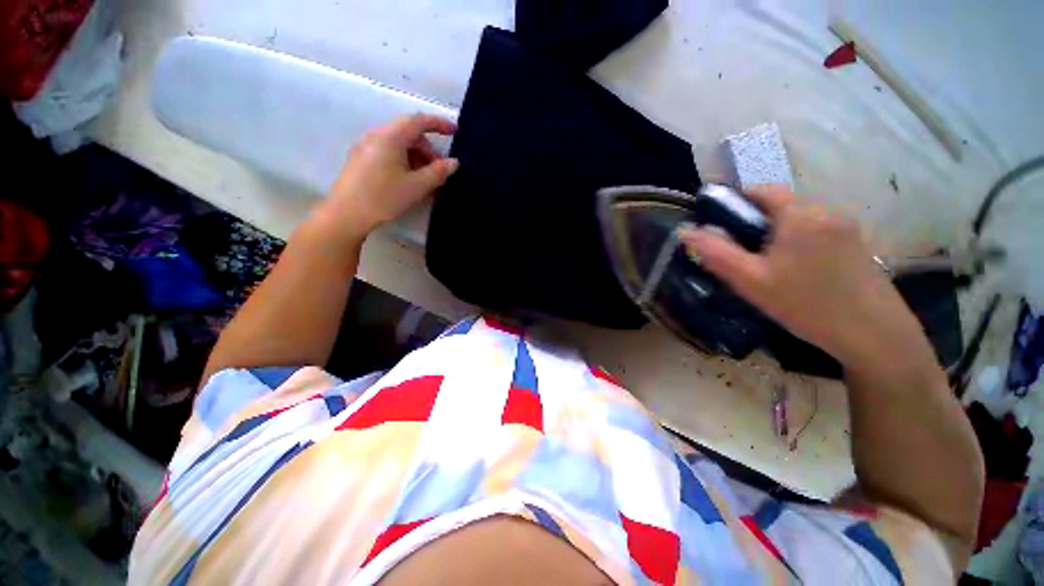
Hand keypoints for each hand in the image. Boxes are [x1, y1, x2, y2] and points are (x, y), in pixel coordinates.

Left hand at [315, 113, 458, 237]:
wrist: (346, 214)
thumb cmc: (384, 197)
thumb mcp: (417, 186)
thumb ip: (438, 172)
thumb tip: (454, 162)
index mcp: (390, 137)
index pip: (418, 121)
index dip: (439, 123)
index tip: (455, 131)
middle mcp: (376, 136)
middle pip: (409, 134)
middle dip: (428, 150)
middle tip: (439, 171)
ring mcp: (366, 147)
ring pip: (399, 145)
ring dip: (417, 159)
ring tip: (426, 182)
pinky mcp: (361, 160)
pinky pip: (389, 154)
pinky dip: (404, 163)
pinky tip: (410, 182)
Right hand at [679, 185, 922, 366]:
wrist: (874, 335)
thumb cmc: (806, 305)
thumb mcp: (751, 280)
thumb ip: (715, 253)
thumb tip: (685, 231)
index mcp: (800, 214)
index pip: (761, 190)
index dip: (735, 201)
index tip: (718, 226)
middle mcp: (826, 210)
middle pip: (779, 205)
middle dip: (753, 222)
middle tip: (739, 254)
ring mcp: (845, 226)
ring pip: (797, 219)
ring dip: (775, 233)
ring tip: (764, 266)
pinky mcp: (855, 243)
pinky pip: (815, 231)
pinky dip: (795, 241)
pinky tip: (793, 271)